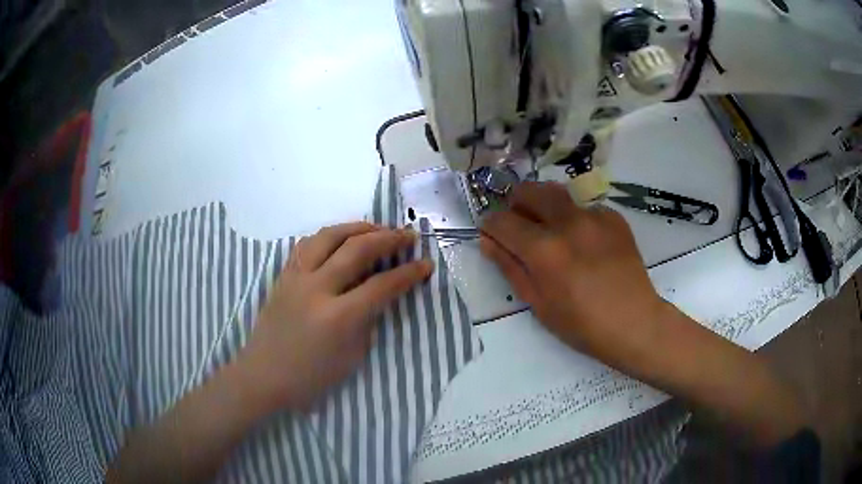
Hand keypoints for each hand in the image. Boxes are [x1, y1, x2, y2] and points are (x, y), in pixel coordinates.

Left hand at [238, 222, 432, 411]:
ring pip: (329, 236)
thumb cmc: (311, 377)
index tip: (426, 265)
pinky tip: (340, 239)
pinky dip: (330, 236)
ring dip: (358, 228)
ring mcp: (296, 278)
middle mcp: (316, 288)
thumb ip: (368, 320)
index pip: (382, 285)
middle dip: (388, 238)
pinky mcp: (283, 275)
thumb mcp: (352, 356)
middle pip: (357, 249)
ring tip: (377, 229)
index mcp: (338, 317)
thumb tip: (379, 293)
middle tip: (408, 236)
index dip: (409, 273)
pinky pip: (308, 244)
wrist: (263, 375)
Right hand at [480, 182, 665, 371]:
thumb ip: (510, 267)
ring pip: (557, 193)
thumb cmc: (581, 324)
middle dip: (516, 204)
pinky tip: (585, 242)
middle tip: (520, 225)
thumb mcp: (538, 303)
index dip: (490, 225)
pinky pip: (584, 207)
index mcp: (544, 250)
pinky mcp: (613, 217)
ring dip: (545, 205)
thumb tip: (488, 241)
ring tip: (552, 229)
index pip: (502, 221)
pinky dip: (575, 218)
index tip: (492, 233)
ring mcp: (594, 216)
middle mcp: (567, 223)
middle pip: (529, 190)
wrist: (634, 322)